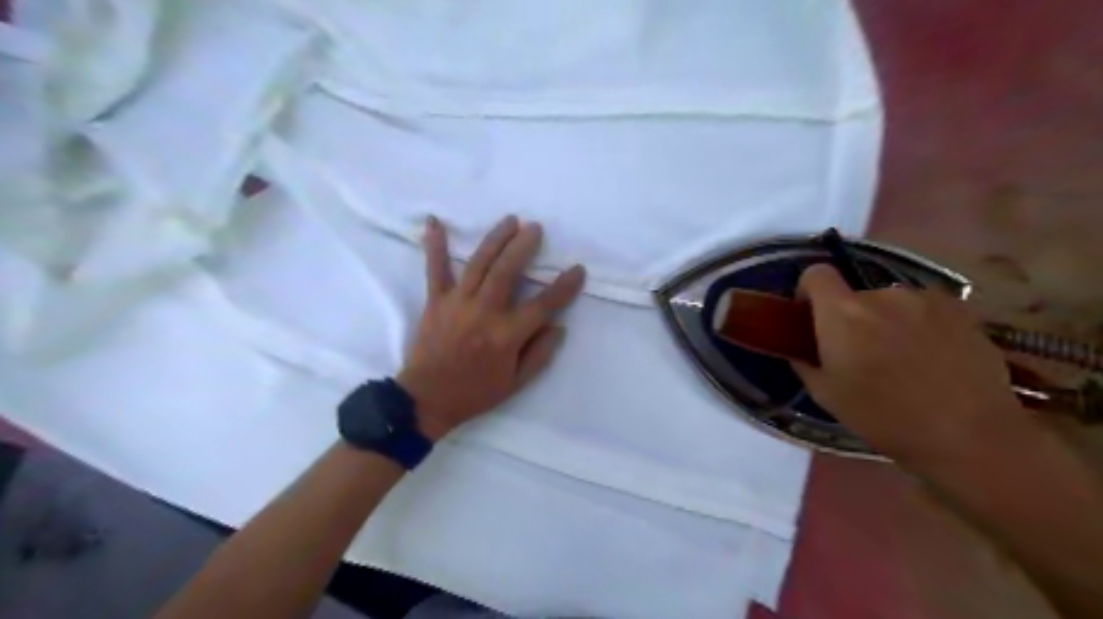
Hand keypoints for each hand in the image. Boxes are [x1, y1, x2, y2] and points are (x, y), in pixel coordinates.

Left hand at [396, 214, 585, 442]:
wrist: (427, 399)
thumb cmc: (475, 392)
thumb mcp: (516, 383)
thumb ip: (540, 354)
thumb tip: (559, 326)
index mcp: (506, 335)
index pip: (542, 305)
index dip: (563, 287)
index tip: (578, 270)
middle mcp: (483, 313)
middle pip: (507, 272)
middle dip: (523, 247)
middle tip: (536, 228)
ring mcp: (457, 303)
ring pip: (479, 264)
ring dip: (496, 239)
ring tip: (510, 220)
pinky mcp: (435, 301)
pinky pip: (435, 270)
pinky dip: (434, 245)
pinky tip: (434, 221)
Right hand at [789, 263, 1020, 460]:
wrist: (970, 435)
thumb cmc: (884, 418)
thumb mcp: (826, 396)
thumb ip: (805, 362)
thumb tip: (801, 349)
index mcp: (842, 313)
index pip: (816, 274)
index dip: (809, 291)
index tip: (812, 317)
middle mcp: (881, 295)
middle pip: (855, 295)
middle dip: (852, 318)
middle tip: (861, 354)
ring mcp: (924, 299)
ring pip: (891, 304)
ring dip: (888, 322)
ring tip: (903, 360)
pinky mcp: (960, 309)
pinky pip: (924, 309)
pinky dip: (920, 325)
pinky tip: (933, 358)